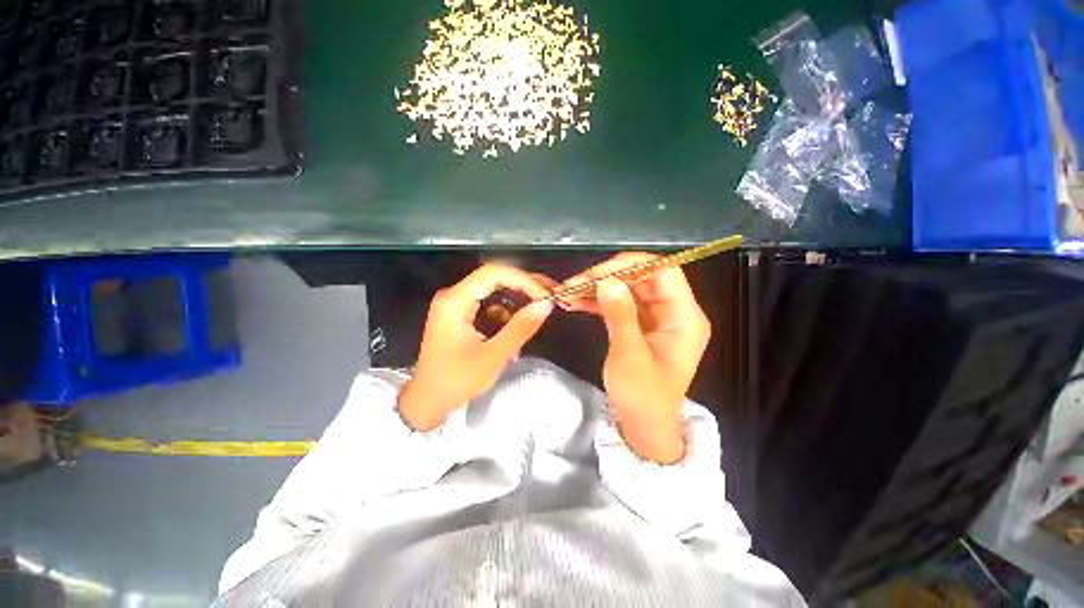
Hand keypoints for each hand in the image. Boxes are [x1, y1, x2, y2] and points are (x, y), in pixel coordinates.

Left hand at [398, 264, 553, 430]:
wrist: (428, 401)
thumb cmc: (456, 381)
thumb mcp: (493, 356)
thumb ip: (521, 328)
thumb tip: (546, 304)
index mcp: (455, 301)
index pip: (494, 273)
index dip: (524, 280)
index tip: (546, 296)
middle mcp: (454, 296)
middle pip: (495, 278)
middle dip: (524, 287)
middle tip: (550, 298)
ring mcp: (457, 305)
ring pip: (495, 293)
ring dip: (516, 305)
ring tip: (535, 320)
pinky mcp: (461, 315)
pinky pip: (490, 307)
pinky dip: (505, 319)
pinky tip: (513, 340)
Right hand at [562, 254, 710, 462]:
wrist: (644, 427)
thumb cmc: (643, 398)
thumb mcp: (630, 356)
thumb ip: (620, 315)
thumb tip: (607, 281)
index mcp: (685, 317)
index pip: (664, 271)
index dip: (632, 265)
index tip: (598, 273)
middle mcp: (675, 312)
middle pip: (643, 277)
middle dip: (608, 276)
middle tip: (575, 283)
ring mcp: (657, 318)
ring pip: (628, 289)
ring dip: (598, 288)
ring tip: (568, 292)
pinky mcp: (642, 325)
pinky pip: (621, 304)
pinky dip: (599, 301)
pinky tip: (576, 302)